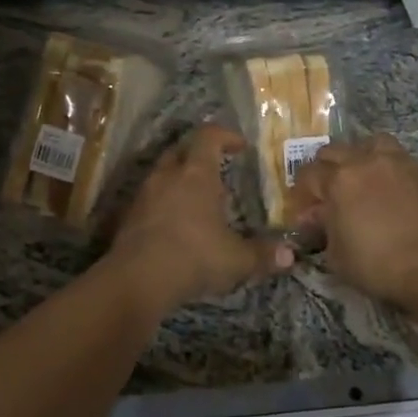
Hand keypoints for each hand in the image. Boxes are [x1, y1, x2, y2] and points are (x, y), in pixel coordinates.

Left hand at [106, 124, 293, 309]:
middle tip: (217, 169)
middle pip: (181, 149)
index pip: (209, 136)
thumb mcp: (236, 260)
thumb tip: (289, 256)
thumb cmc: (193, 257)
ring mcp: (144, 194)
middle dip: (199, 154)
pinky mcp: (129, 216)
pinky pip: (149, 197)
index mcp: (196, 174)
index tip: (241, 146)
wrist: (136, 280)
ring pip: (162, 173)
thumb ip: (262, 255)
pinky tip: (175, 224)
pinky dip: (163, 202)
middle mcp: (167, 176)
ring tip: (198, 200)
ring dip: (179, 179)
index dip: (226, 136)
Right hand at [289, 134, 417, 308]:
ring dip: (356, 156)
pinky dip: (383, 163)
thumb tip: (316, 217)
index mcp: (338, 180)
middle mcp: (363, 161)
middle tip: (326, 193)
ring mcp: (394, 162)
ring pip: (367, 143)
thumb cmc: (378, 264)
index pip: (308, 175)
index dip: (301, 193)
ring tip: (358, 177)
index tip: (304, 210)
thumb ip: (323, 229)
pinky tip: (384, 185)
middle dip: (324, 170)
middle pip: (333, 151)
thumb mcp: (336, 255)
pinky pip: (393, 155)